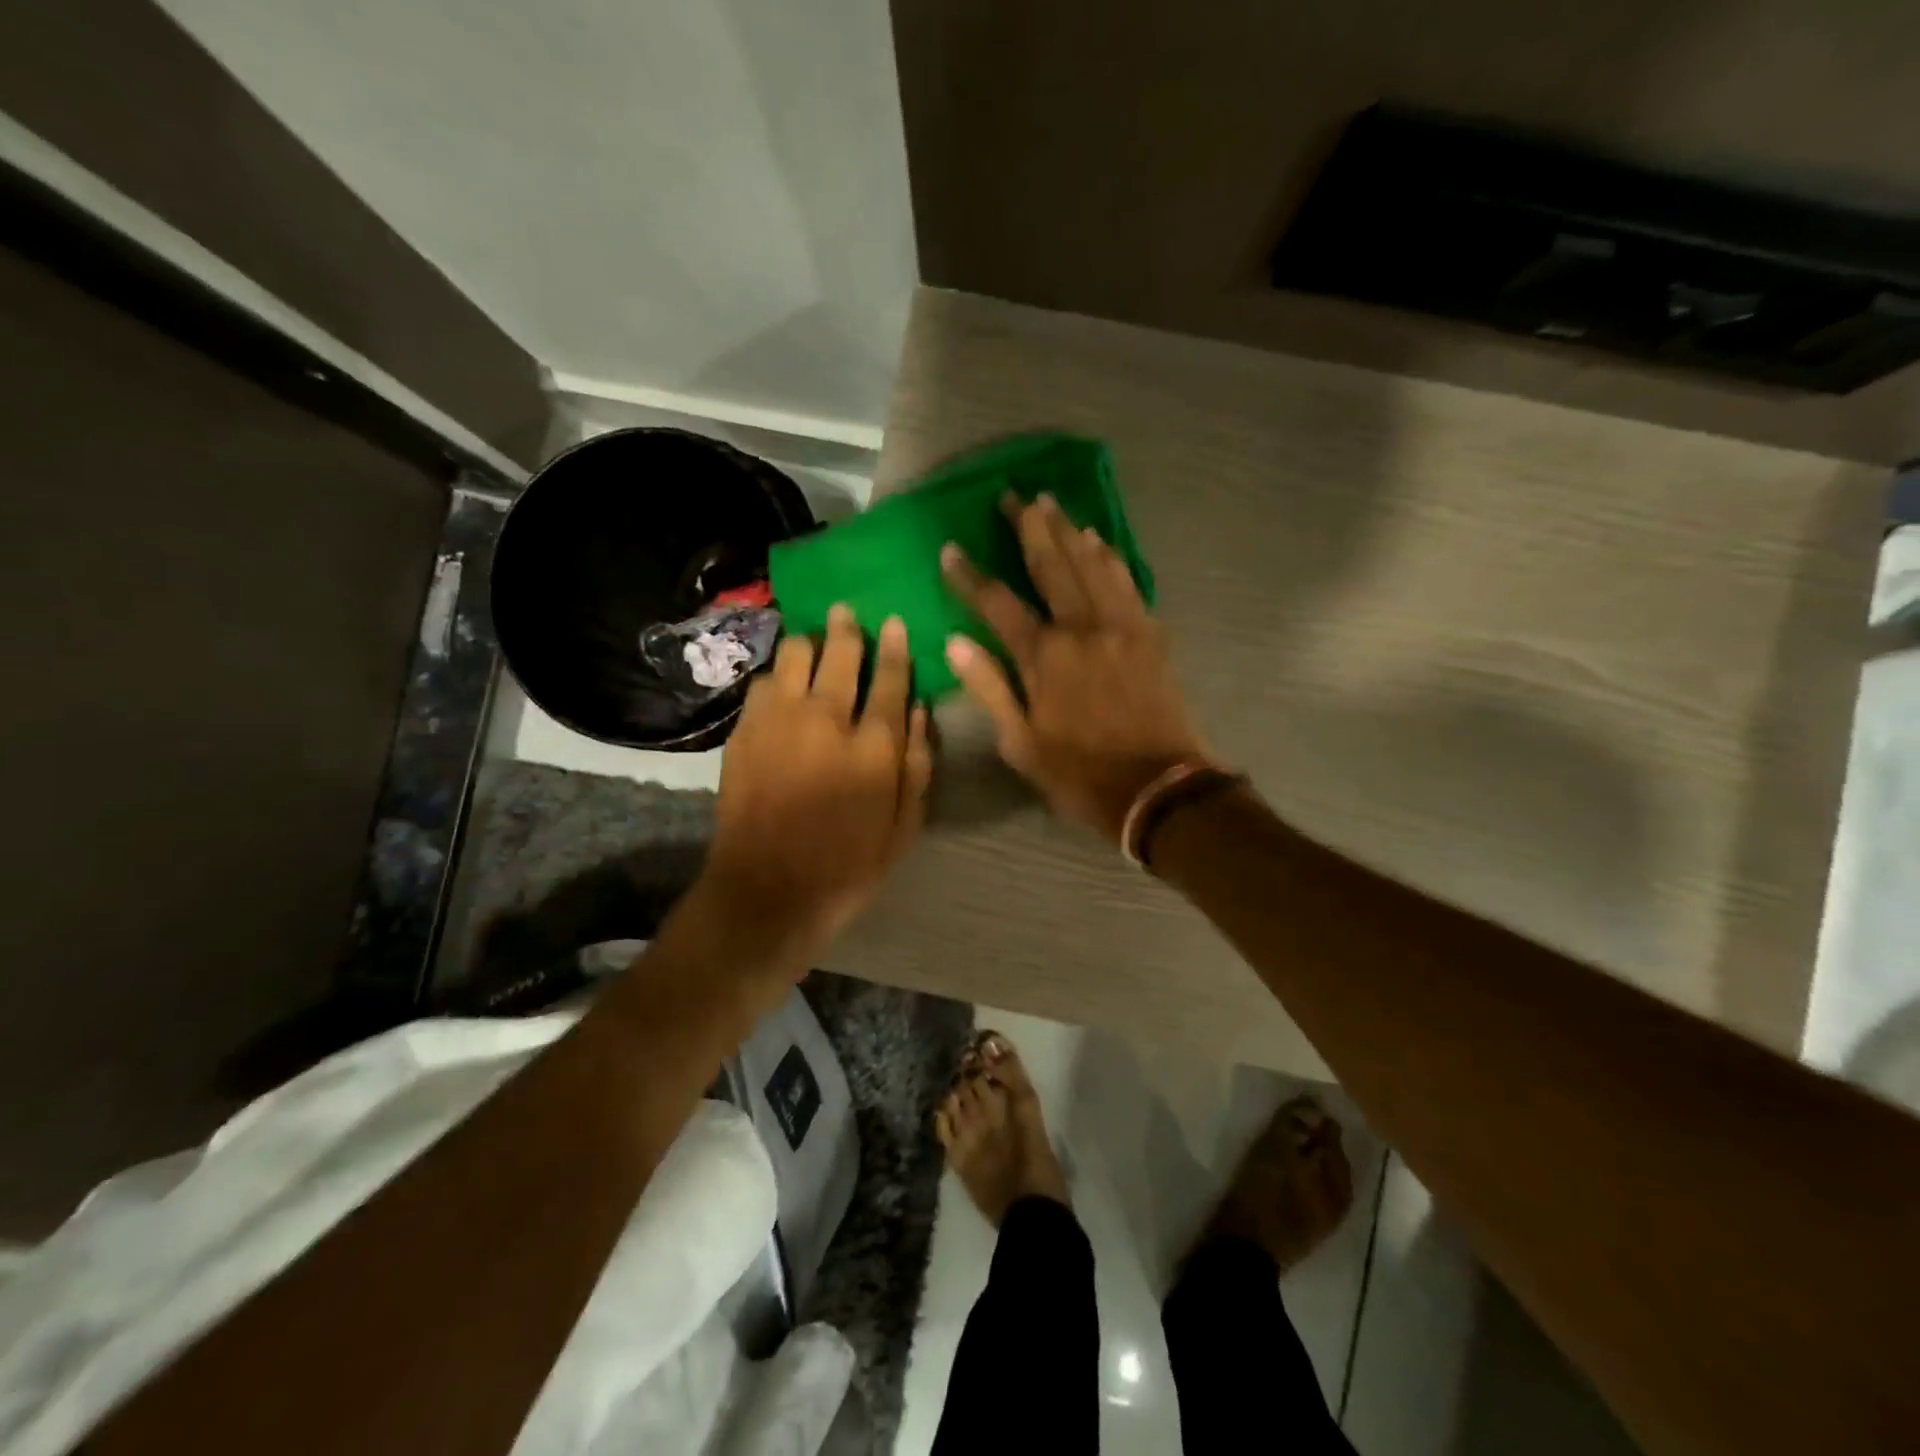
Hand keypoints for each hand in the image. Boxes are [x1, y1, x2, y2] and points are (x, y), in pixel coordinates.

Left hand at [703, 605, 931, 958]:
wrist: (767, 891)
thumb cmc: (848, 865)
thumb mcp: (904, 826)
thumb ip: (917, 764)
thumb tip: (918, 709)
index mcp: (872, 745)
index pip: (890, 678)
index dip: (895, 647)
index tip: (894, 622)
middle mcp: (825, 719)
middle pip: (838, 652)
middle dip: (847, 628)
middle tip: (847, 614)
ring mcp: (778, 721)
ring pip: (794, 655)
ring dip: (809, 646)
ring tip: (814, 648)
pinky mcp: (744, 732)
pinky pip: (764, 683)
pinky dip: (779, 677)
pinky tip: (784, 687)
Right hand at [942, 493, 1207, 843]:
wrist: (1159, 789)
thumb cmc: (1081, 774)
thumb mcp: (1022, 744)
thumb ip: (990, 688)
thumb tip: (956, 643)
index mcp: (1045, 658)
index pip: (998, 604)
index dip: (971, 576)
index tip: (951, 549)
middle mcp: (1083, 629)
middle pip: (1051, 565)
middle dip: (1029, 527)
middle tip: (1012, 495)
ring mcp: (1122, 626)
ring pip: (1092, 564)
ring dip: (1069, 530)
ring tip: (1051, 502)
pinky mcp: (1151, 633)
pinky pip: (1127, 582)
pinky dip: (1110, 557)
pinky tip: (1099, 540)